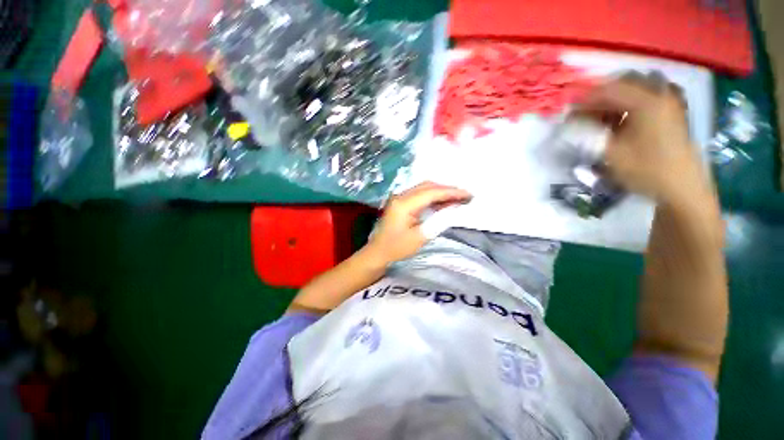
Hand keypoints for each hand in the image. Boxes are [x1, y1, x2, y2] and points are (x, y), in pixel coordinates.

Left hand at [364, 182, 471, 265]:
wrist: (377, 253)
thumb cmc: (396, 248)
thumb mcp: (420, 237)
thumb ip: (438, 221)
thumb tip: (454, 209)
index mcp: (404, 204)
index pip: (432, 192)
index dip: (451, 192)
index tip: (468, 194)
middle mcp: (401, 196)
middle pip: (428, 186)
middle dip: (448, 190)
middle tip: (465, 196)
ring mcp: (400, 198)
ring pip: (424, 189)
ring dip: (441, 192)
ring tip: (458, 198)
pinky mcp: (401, 203)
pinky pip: (420, 195)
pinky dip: (433, 197)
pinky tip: (443, 202)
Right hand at [580, 74, 711, 205]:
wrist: (681, 187)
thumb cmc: (646, 169)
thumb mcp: (611, 153)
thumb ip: (589, 134)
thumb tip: (570, 124)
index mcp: (646, 102)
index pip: (608, 90)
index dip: (585, 99)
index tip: (569, 111)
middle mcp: (661, 94)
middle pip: (625, 82)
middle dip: (602, 94)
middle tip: (586, 112)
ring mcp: (671, 102)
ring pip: (639, 87)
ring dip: (617, 97)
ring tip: (603, 115)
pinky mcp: (674, 112)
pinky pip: (651, 95)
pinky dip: (633, 101)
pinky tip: (624, 117)